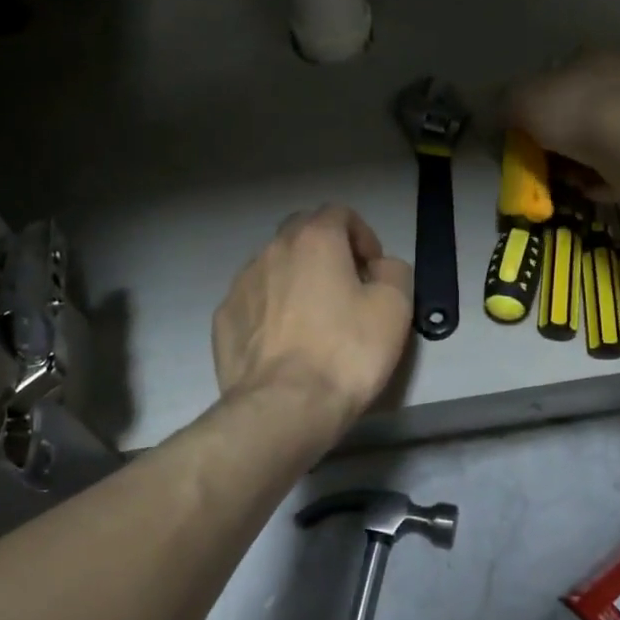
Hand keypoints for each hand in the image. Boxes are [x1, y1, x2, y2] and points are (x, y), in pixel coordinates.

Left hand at [213, 205, 412, 429]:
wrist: (283, 406)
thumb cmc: (346, 352)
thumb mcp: (395, 308)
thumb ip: (393, 272)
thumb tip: (377, 267)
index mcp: (315, 239)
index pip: (340, 213)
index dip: (362, 236)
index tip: (373, 270)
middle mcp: (272, 250)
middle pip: (301, 232)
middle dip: (326, 250)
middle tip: (345, 287)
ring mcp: (241, 283)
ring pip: (273, 265)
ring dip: (295, 279)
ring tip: (312, 320)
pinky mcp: (223, 318)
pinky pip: (253, 300)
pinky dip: (270, 309)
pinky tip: (283, 342)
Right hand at [510, 51, 619, 195]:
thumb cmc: (573, 110)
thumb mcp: (522, 100)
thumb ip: (505, 105)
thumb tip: (495, 113)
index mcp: (590, 61)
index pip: (560, 73)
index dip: (538, 99)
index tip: (522, 127)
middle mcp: (618, 85)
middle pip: (578, 111)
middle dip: (556, 136)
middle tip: (535, 159)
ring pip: (597, 143)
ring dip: (576, 163)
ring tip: (556, 181)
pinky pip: (614, 171)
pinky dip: (597, 182)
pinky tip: (582, 192)